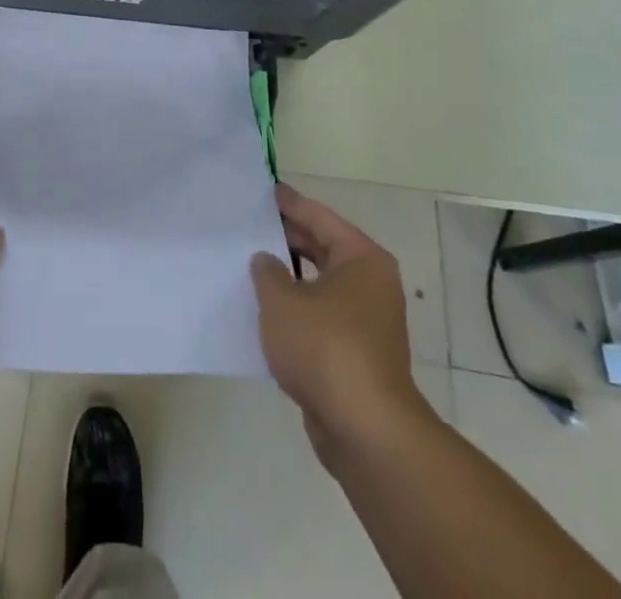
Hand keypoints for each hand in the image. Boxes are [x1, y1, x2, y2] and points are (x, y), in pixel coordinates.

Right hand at [251, 185, 435, 468]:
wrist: (364, 429)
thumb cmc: (325, 347)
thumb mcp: (281, 300)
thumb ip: (267, 271)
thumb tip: (266, 260)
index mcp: (361, 259)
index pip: (320, 218)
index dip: (290, 204)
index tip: (264, 191)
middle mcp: (370, 284)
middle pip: (323, 249)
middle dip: (287, 239)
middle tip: (250, 226)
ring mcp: (367, 321)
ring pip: (320, 285)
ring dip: (290, 278)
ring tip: (250, 266)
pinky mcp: (357, 354)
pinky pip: (321, 317)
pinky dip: (297, 311)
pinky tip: (266, 313)